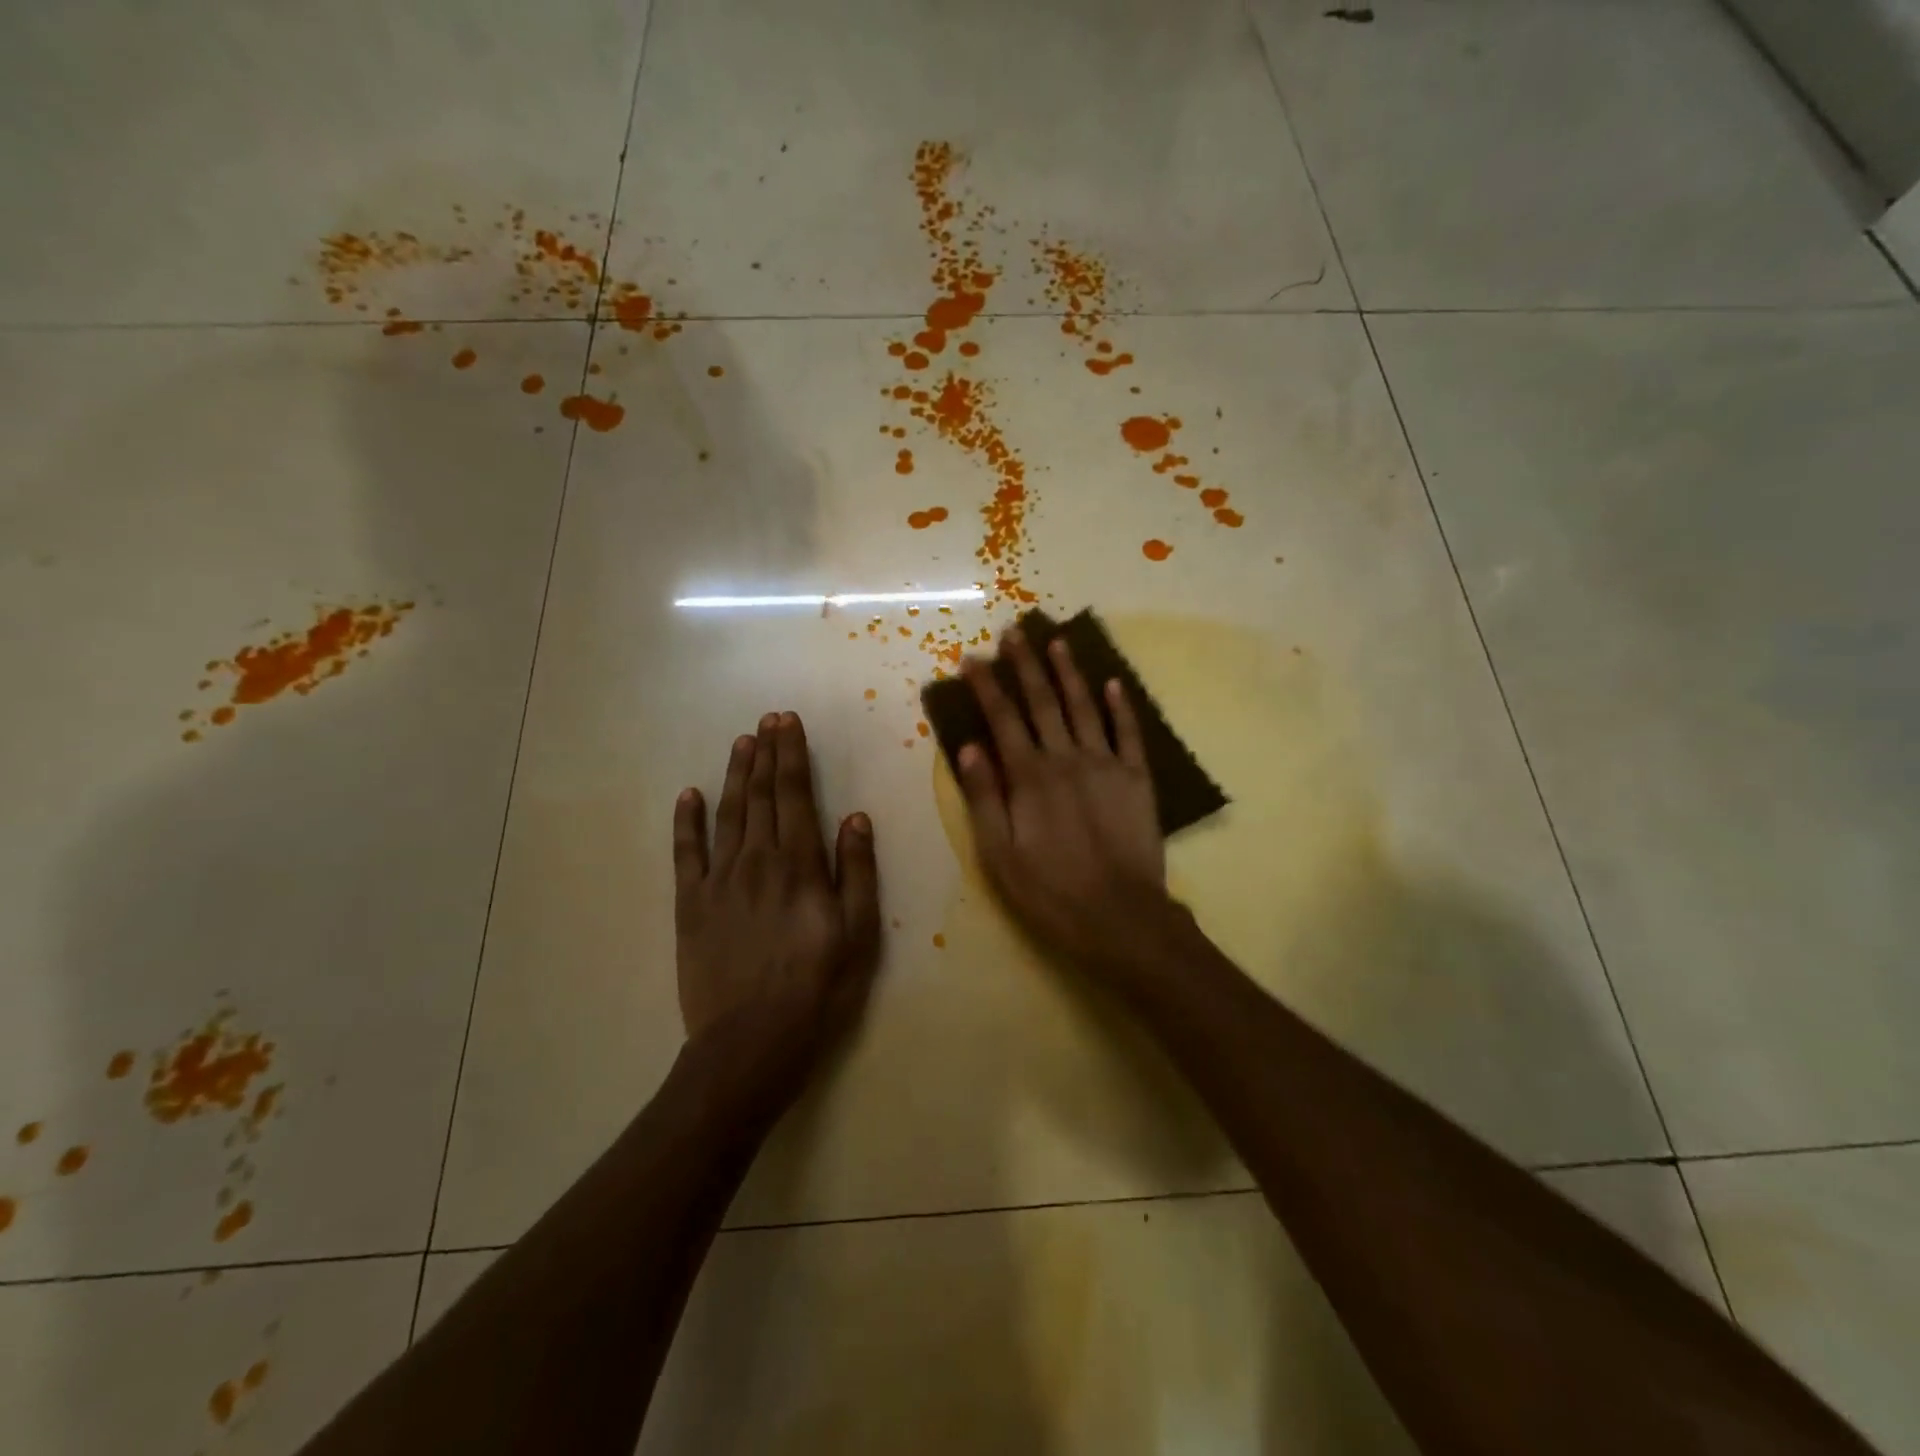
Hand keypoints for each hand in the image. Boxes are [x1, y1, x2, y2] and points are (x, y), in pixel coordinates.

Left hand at [673, 712, 880, 1096]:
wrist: (751, 1041)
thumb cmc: (818, 987)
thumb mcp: (859, 933)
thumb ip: (856, 871)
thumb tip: (855, 817)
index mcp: (799, 864)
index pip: (794, 795)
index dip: (791, 755)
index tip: (788, 723)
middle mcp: (757, 860)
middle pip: (760, 795)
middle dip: (765, 753)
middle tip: (767, 719)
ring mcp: (719, 880)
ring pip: (727, 814)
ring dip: (734, 775)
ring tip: (741, 743)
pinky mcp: (690, 904)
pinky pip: (685, 853)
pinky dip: (686, 821)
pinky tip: (688, 795)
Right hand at [956, 626, 1173, 972]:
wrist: (1121, 917)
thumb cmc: (1050, 891)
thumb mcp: (999, 855)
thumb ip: (985, 798)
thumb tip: (969, 748)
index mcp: (1029, 777)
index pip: (1003, 719)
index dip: (987, 687)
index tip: (973, 659)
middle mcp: (1066, 759)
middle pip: (1042, 702)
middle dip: (1026, 665)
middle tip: (1013, 631)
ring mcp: (1106, 765)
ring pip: (1084, 707)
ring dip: (1069, 672)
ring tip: (1057, 641)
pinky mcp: (1137, 778)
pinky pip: (1129, 733)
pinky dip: (1121, 706)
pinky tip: (1113, 683)